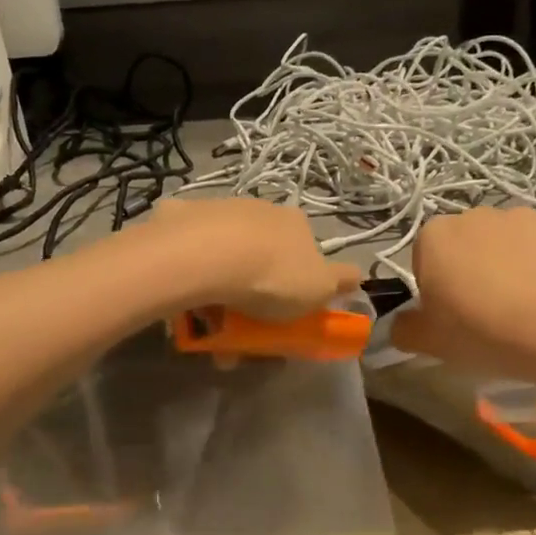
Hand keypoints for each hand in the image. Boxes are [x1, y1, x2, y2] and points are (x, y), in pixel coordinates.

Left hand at [146, 197, 361, 319]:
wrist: (205, 256)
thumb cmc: (271, 277)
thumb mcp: (319, 288)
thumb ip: (340, 281)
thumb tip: (357, 275)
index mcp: (293, 223)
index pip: (302, 250)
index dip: (294, 280)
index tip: (282, 311)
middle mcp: (258, 208)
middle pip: (259, 251)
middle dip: (251, 288)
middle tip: (238, 326)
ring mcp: (217, 208)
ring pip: (221, 251)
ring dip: (217, 282)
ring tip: (204, 321)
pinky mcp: (179, 214)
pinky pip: (184, 248)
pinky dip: (185, 268)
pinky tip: (179, 291)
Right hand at [391, 207, 535, 378]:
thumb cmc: (480, 332)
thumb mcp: (428, 342)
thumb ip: (404, 328)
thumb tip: (402, 322)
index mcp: (435, 235)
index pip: (427, 256)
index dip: (439, 284)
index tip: (453, 312)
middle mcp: (477, 214)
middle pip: (470, 242)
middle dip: (477, 265)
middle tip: (490, 308)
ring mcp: (525, 214)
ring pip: (513, 239)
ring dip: (516, 260)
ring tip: (530, 302)